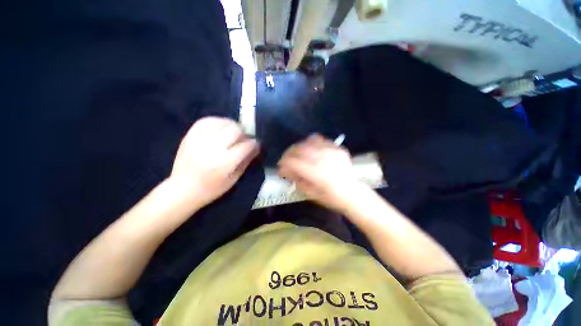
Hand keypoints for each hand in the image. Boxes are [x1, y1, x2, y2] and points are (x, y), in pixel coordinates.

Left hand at [169, 117, 258, 208]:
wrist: (182, 190)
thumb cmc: (211, 189)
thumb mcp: (233, 179)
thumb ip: (246, 161)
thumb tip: (255, 148)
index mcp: (225, 163)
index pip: (246, 146)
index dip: (254, 144)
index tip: (256, 145)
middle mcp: (213, 149)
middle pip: (235, 130)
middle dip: (244, 133)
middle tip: (244, 138)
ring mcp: (199, 141)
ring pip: (221, 122)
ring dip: (231, 125)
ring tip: (233, 131)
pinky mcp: (189, 137)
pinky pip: (205, 121)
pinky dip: (216, 121)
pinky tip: (220, 126)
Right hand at [278, 134, 364, 212]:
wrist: (352, 192)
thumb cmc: (330, 197)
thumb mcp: (310, 193)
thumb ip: (296, 179)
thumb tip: (286, 170)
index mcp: (314, 172)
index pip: (291, 162)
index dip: (283, 164)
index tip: (281, 169)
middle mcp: (322, 158)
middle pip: (298, 149)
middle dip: (288, 154)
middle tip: (287, 161)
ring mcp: (330, 151)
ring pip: (307, 141)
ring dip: (299, 148)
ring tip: (298, 154)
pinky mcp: (337, 147)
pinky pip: (320, 139)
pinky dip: (311, 143)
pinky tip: (311, 150)